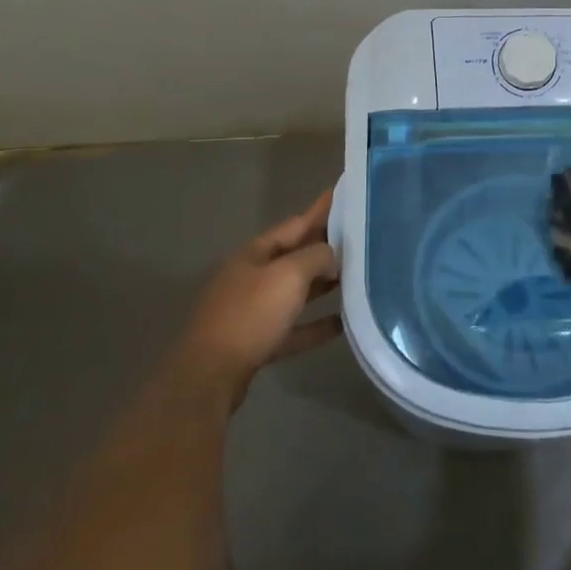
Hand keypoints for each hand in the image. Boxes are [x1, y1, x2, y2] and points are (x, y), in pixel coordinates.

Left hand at [181, 189, 340, 407]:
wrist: (211, 374)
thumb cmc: (251, 314)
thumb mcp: (289, 275)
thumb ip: (317, 257)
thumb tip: (333, 257)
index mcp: (255, 253)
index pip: (295, 224)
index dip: (319, 210)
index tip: (343, 195)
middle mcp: (252, 277)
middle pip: (295, 257)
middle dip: (325, 247)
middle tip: (359, 238)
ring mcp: (253, 311)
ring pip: (295, 292)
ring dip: (323, 286)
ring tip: (356, 278)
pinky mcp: (258, 343)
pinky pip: (294, 327)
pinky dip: (317, 324)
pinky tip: (343, 324)